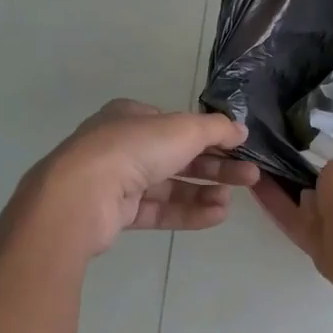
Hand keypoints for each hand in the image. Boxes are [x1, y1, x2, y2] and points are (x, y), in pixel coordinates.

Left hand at [28, 100, 257, 256]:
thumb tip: (241, 129)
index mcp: (131, 117)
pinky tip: (216, 216)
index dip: (207, 134)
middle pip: (178, 156)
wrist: (81, 196)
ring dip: (204, 191)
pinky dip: (187, 212)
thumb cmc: (133, 149)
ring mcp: (118, 181)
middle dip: (215, 166)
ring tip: (233, 201)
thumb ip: (216, 129)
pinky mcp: (117, 214)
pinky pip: (159, 210)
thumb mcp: (183, 129)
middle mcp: (122, 145)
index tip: (237, 146)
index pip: (176, 124)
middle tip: (250, 176)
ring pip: (170, 186)